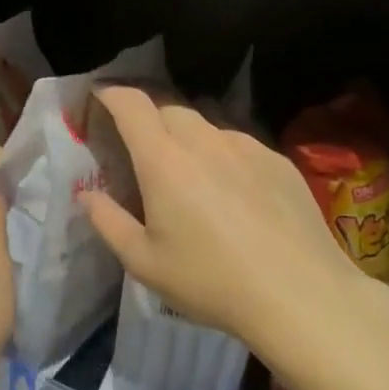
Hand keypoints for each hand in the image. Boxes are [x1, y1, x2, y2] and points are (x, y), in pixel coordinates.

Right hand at [81, 87, 375, 351]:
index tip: (99, 96)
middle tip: (141, 146)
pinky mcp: (278, 161)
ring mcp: (246, 146)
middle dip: (148, 117)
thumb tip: (86, 194)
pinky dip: (224, 156)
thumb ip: (108, 222)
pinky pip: (239, 145)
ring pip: (206, 125)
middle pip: (168, 108)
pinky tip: (235, 194)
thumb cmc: (212, 282)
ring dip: (188, 137)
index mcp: (163, 160)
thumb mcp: (145, 263)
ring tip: (191, 173)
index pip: (131, 104)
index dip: (111, 93)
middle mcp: (203, 140)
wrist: (302, 296)